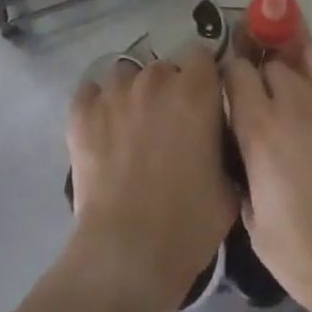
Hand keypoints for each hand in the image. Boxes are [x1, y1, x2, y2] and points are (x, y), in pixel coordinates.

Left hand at [66, 43, 237, 311]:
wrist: (127, 255)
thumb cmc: (188, 224)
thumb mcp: (229, 187)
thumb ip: (227, 149)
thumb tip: (219, 142)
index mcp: (197, 91)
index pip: (202, 56)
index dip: (203, 77)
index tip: (204, 101)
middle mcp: (157, 80)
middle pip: (164, 68)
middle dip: (169, 90)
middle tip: (169, 126)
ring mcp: (115, 93)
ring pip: (126, 75)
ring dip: (132, 94)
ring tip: (131, 127)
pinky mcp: (82, 113)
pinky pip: (90, 92)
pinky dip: (96, 105)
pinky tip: (101, 129)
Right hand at [224, 40, 311, 311]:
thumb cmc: (303, 253)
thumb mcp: (252, 219)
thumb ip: (245, 170)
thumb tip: (247, 152)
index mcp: (260, 127)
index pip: (237, 70)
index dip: (234, 78)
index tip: (236, 93)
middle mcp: (296, 100)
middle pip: (275, 61)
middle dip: (269, 77)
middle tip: (273, 103)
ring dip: (304, 65)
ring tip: (307, 92)